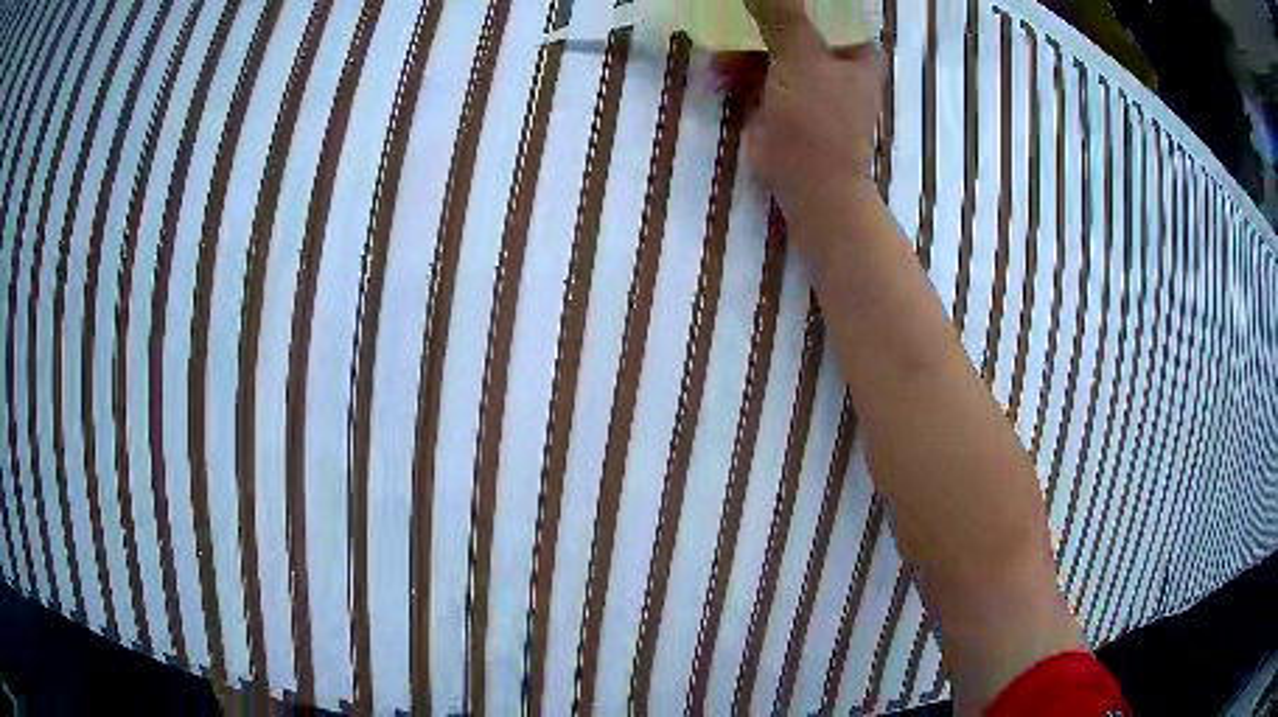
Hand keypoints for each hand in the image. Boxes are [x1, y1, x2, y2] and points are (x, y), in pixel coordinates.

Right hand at [718, 0, 884, 253]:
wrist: (809, 185)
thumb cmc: (820, 120)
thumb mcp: (802, 58)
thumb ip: (782, 14)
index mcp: (854, 46)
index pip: (827, 5)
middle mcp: (832, 56)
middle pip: (794, 19)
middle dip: (760, 15)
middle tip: (729, 8)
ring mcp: (804, 75)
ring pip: (769, 42)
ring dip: (741, 44)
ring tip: (719, 52)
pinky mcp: (779, 94)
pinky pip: (755, 67)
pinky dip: (736, 67)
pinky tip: (718, 71)